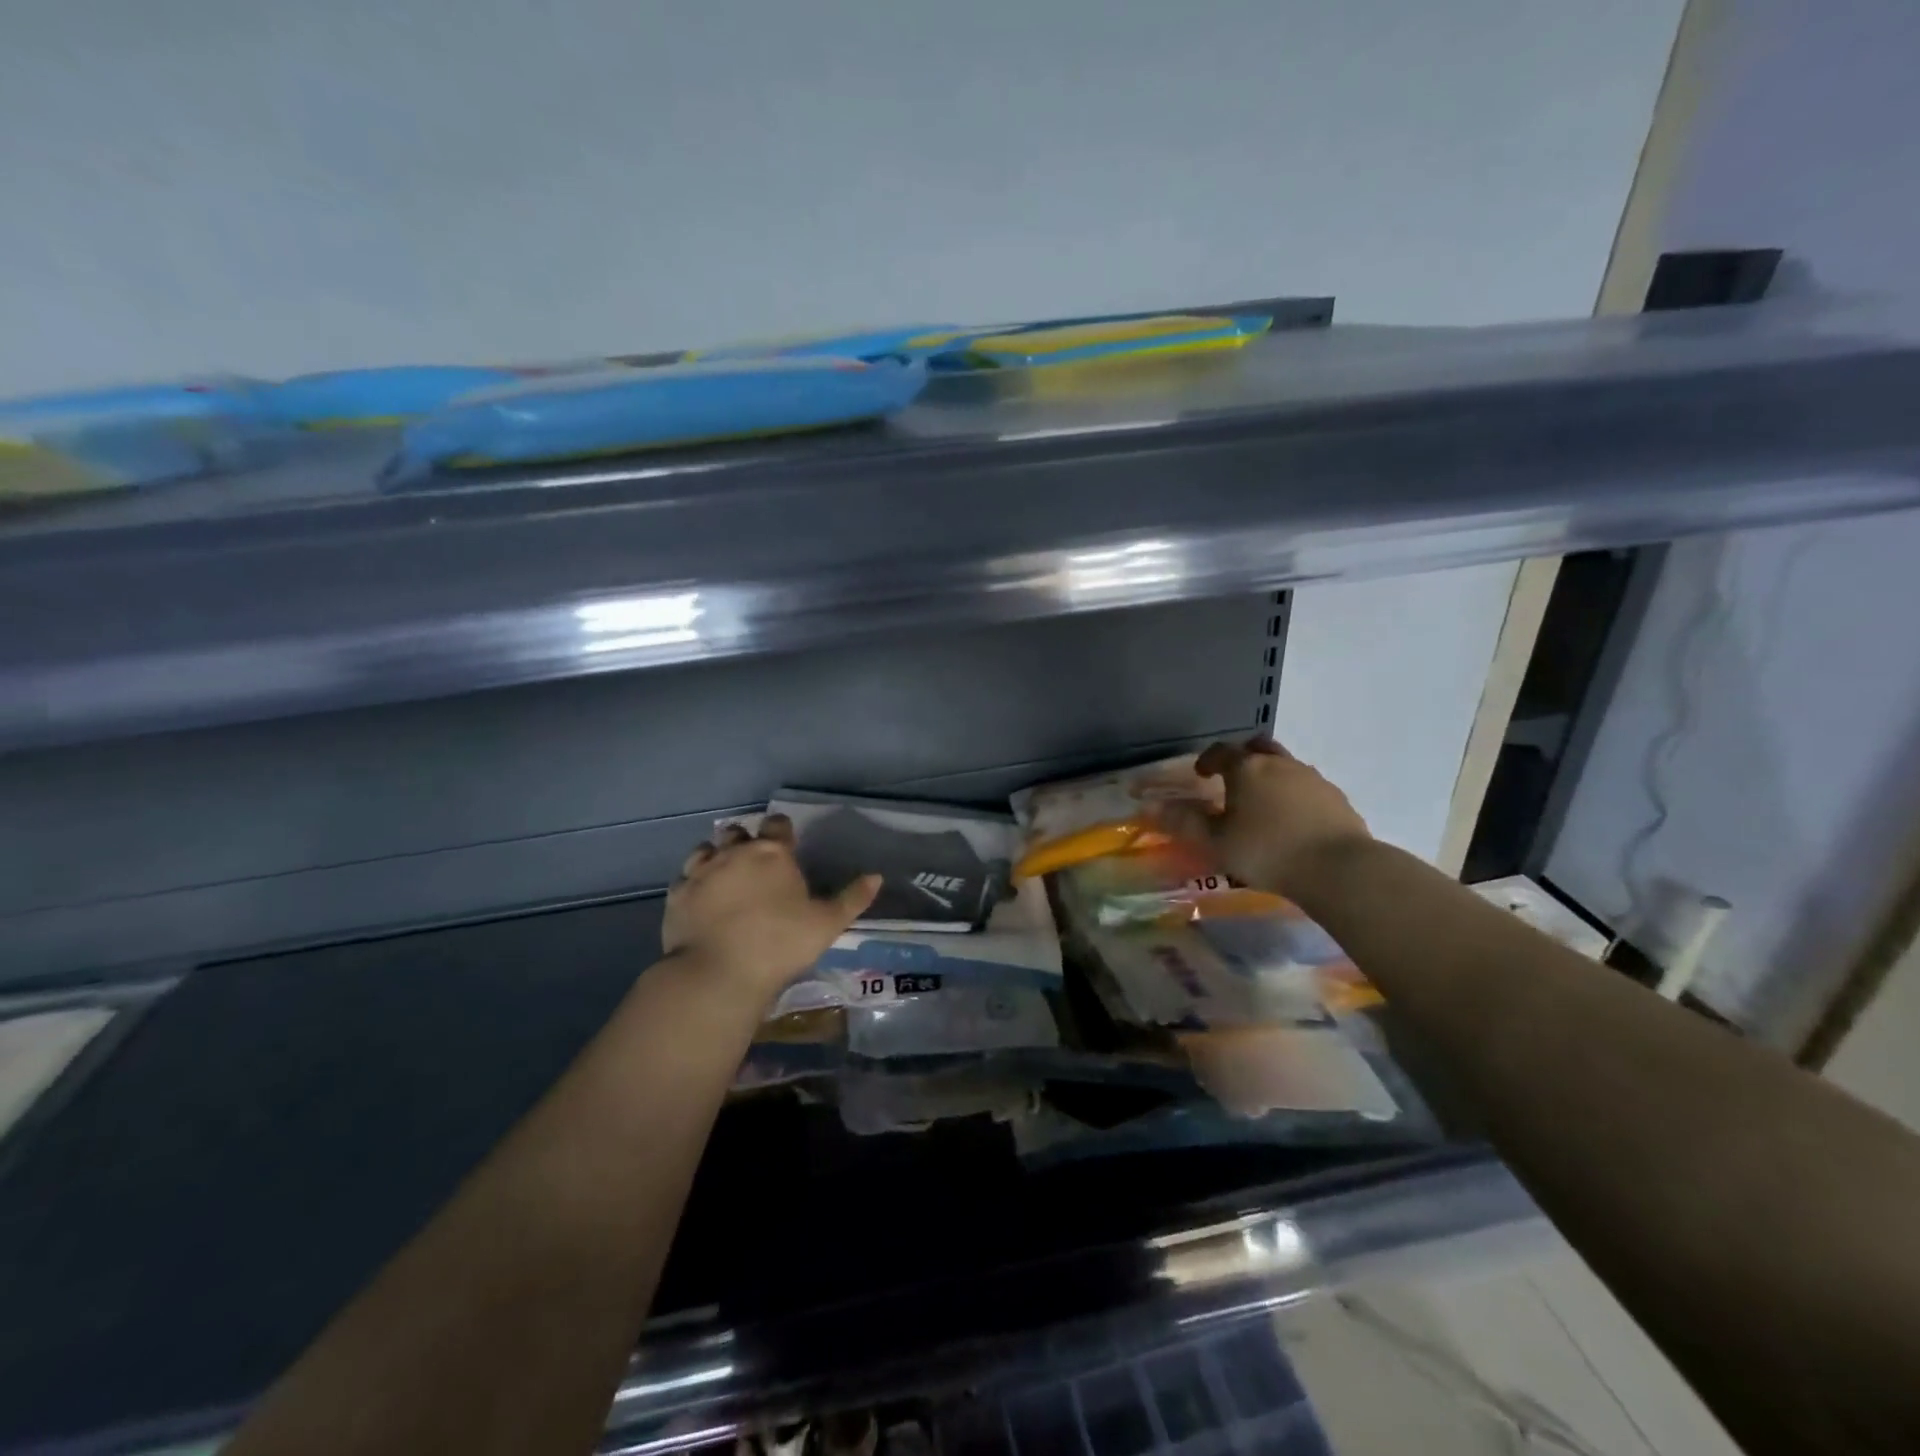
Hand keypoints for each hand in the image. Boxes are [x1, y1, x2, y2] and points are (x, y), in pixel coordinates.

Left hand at [663, 816, 880, 1003]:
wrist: (718, 973)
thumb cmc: (780, 944)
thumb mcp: (827, 924)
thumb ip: (852, 898)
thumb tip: (876, 876)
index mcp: (772, 853)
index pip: (778, 825)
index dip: (782, 831)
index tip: (787, 844)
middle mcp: (734, 853)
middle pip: (738, 832)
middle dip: (746, 841)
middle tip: (756, 863)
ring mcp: (701, 872)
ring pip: (706, 849)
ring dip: (717, 856)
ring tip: (725, 877)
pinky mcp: (677, 895)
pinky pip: (684, 877)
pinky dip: (694, 882)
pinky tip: (701, 899)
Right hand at [1157, 738, 1370, 895]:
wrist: (1338, 869)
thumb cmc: (1267, 851)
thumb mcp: (1216, 842)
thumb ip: (1183, 822)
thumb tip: (1149, 805)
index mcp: (1247, 769)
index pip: (1221, 751)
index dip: (1207, 760)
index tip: (1201, 774)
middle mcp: (1280, 764)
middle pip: (1258, 748)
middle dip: (1243, 758)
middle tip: (1233, 779)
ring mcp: (1312, 779)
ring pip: (1286, 765)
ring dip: (1270, 776)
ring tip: (1262, 803)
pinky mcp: (1336, 798)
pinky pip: (1308, 787)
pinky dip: (1294, 795)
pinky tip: (1293, 821)